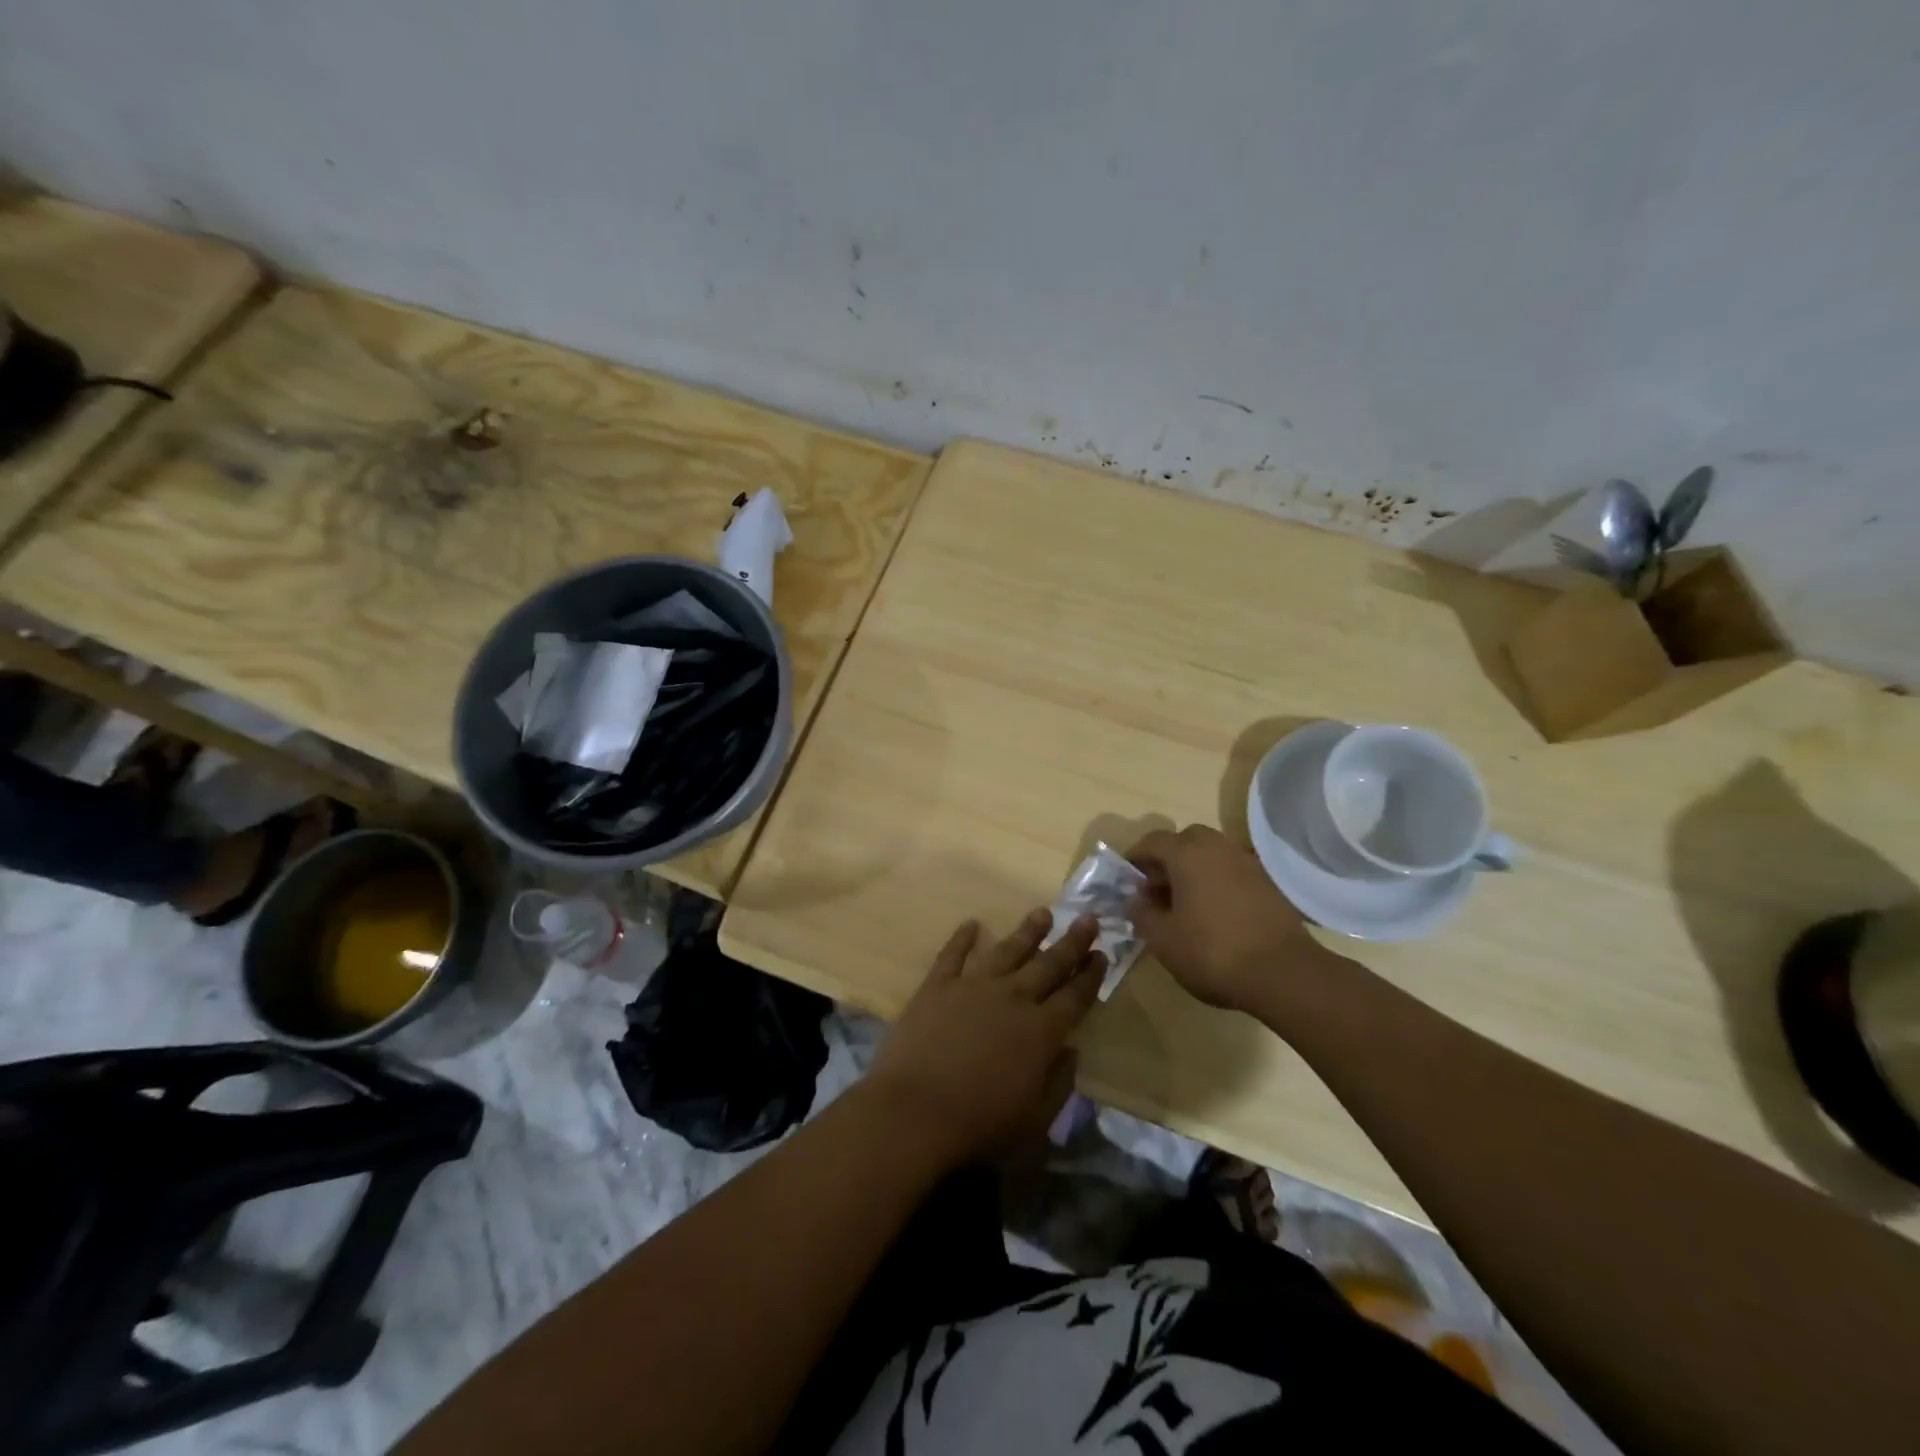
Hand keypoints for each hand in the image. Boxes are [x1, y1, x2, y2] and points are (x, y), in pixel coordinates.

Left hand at [866, 910, 1104, 1167]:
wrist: (914, 1112)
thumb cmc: (979, 1125)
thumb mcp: (1035, 1121)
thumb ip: (1059, 1084)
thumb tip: (1071, 1051)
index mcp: (1041, 1032)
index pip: (1075, 996)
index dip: (1091, 976)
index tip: (1102, 954)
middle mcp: (1012, 998)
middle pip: (1048, 964)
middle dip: (1072, 942)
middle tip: (1088, 918)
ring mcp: (973, 986)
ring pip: (1007, 950)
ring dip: (1028, 931)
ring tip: (1043, 913)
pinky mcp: (937, 986)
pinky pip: (953, 954)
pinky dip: (962, 938)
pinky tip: (971, 924)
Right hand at [1128, 825, 1333, 1012]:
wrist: (1283, 974)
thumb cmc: (1212, 952)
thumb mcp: (1162, 940)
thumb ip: (1142, 913)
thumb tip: (1136, 899)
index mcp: (1187, 855)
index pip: (1153, 841)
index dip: (1136, 857)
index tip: (1128, 878)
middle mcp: (1218, 849)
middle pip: (1187, 840)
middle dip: (1169, 858)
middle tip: (1159, 887)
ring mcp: (1248, 863)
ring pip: (1213, 854)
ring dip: (1196, 869)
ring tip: (1187, 903)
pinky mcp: (1269, 884)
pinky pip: (1234, 872)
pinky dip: (1220, 882)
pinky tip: (1216, 913)